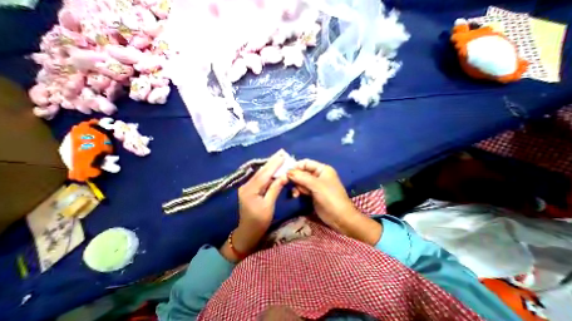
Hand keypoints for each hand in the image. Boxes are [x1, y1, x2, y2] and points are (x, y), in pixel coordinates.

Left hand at [221, 149, 288, 260]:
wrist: (247, 233)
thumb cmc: (259, 222)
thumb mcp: (269, 206)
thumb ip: (275, 189)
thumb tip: (284, 176)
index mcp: (250, 190)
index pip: (264, 174)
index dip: (274, 164)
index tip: (283, 156)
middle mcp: (246, 185)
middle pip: (261, 171)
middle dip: (272, 161)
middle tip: (281, 152)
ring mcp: (247, 187)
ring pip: (260, 174)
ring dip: (270, 165)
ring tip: (278, 157)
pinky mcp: (249, 189)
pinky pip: (260, 178)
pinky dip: (267, 172)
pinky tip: (273, 167)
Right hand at [288, 158, 380, 245]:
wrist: (340, 217)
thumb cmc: (330, 197)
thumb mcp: (316, 185)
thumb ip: (301, 177)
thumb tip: (288, 171)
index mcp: (322, 169)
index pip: (306, 163)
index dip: (296, 166)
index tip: (286, 172)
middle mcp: (318, 175)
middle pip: (302, 172)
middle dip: (295, 178)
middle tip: (287, 183)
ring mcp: (315, 185)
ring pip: (301, 181)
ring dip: (296, 186)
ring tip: (295, 193)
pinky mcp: (312, 194)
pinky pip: (302, 189)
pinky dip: (298, 191)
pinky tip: (296, 196)